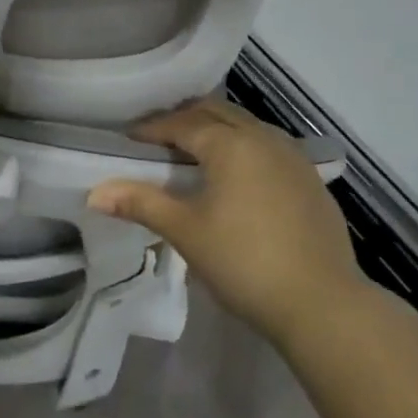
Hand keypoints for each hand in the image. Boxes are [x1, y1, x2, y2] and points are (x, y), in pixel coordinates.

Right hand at [87, 98, 363, 343]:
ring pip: (246, 127)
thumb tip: (95, 193)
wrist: (323, 305)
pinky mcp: (311, 180)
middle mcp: (264, 138)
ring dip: (216, 130)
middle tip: (156, 139)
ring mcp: (294, 158)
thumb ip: (141, 204)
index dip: (151, 128)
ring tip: (191, 153)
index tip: (127, 140)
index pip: (182, 123)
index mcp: (231, 144)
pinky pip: (267, 147)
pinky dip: (242, 148)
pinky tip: (235, 177)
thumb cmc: (244, 262)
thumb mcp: (185, 231)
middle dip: (184, 119)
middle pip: (217, 112)